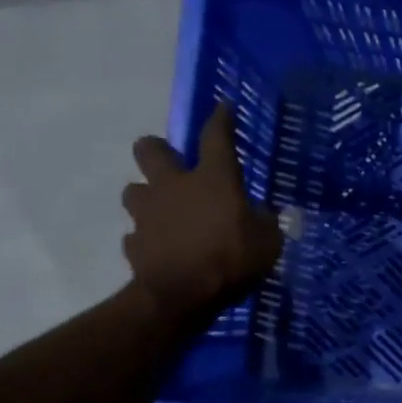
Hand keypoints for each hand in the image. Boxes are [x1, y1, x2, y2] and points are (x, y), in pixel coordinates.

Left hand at [123, 102, 282, 318]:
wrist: (182, 296)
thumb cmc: (231, 260)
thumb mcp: (268, 242)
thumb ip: (263, 222)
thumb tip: (258, 214)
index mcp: (212, 180)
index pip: (216, 137)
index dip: (220, 119)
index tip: (223, 107)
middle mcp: (173, 186)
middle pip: (149, 149)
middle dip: (158, 152)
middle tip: (174, 167)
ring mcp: (147, 213)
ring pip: (134, 190)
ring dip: (149, 198)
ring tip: (165, 214)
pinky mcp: (133, 242)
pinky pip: (137, 234)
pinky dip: (148, 239)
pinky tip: (162, 250)